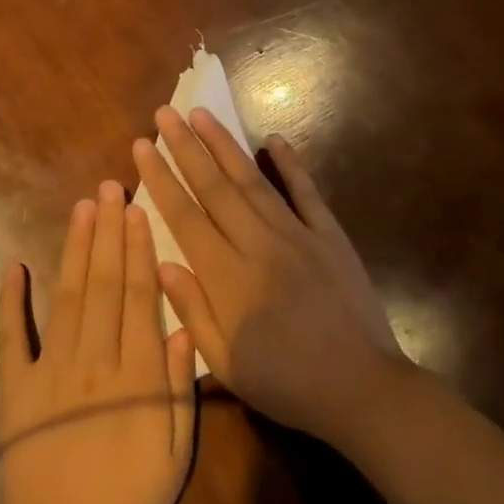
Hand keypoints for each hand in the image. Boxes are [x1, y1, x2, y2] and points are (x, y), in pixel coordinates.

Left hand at [0, 181, 196, 503]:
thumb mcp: (176, 455)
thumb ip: (180, 389)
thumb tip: (183, 326)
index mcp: (136, 376)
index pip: (139, 297)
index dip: (139, 249)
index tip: (138, 211)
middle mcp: (93, 361)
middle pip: (104, 284)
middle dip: (108, 232)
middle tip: (110, 187)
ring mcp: (49, 372)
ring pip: (67, 297)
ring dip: (75, 249)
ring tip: (82, 208)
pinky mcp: (15, 389)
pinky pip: (12, 337)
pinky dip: (11, 300)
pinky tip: (14, 264)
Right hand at [131, 107, 409, 450]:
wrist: (362, 389)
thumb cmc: (286, 383)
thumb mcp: (225, 363)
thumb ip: (192, 309)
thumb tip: (161, 262)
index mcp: (228, 277)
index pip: (184, 216)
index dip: (160, 178)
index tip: (142, 146)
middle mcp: (259, 244)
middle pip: (215, 187)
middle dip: (185, 147)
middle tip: (164, 114)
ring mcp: (298, 235)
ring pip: (253, 181)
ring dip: (225, 145)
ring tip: (202, 114)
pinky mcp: (330, 237)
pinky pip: (307, 193)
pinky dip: (290, 164)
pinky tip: (274, 140)